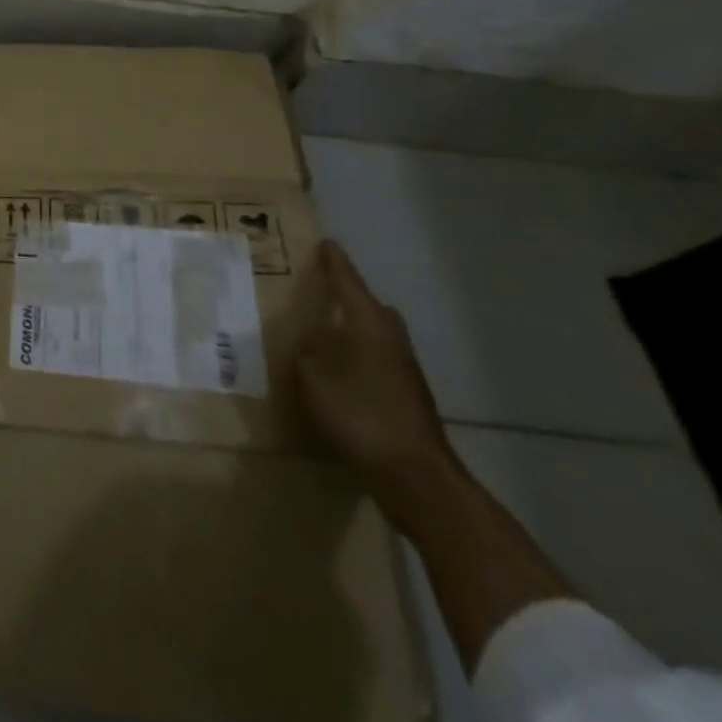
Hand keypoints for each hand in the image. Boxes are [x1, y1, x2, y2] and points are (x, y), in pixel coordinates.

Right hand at [296, 239, 456, 512]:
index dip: (335, 263)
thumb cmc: (360, 414)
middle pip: (372, 308)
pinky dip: (360, 360)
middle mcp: (391, 341)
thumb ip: (306, 352)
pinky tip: (340, 375)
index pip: (348, 283)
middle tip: (325, 293)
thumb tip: (308, 340)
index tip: (327, 244)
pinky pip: (378, 364)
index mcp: (368, 325)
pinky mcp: (408, 400)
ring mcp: (405, 372)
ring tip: (326, 335)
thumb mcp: (313, 377)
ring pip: (378, 337)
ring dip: (356, 332)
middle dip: (351, 299)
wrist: (415, 477)